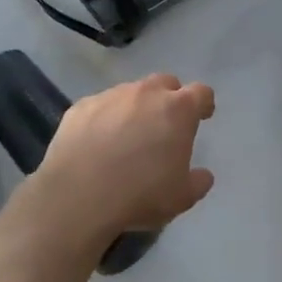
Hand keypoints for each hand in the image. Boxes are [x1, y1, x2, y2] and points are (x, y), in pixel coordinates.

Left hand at [30, 74, 215, 247]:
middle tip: (165, 125)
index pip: (201, 93)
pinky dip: (104, 118)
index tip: (203, 117)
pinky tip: (97, 143)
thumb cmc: (140, 194)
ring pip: (130, 93)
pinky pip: (100, 107)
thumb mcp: (182, 197)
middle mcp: (146, 94)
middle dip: (169, 98)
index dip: (204, 104)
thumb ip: (198, 181)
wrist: (78, 198)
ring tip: (127, 136)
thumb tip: (203, 175)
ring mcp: (111, 97)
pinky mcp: (80, 107)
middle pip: (165, 83)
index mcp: (178, 110)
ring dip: (135, 108)